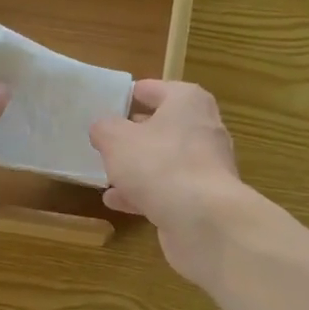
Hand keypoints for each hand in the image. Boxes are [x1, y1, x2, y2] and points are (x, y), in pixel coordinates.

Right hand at [89, 80, 246, 279]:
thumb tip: (102, 128)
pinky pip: (167, 189)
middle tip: (107, 138)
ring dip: (137, 167)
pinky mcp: (202, 198)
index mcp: (187, 102)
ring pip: (164, 161)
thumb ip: (104, 129)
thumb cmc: (159, 165)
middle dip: (135, 133)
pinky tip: (116, 201)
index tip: (112, 102)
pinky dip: (143, 193)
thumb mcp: (117, 140)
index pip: (157, 89)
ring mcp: (206, 166)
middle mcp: (203, 129)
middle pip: (163, 126)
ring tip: (107, 172)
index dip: (132, 94)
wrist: (203, 220)